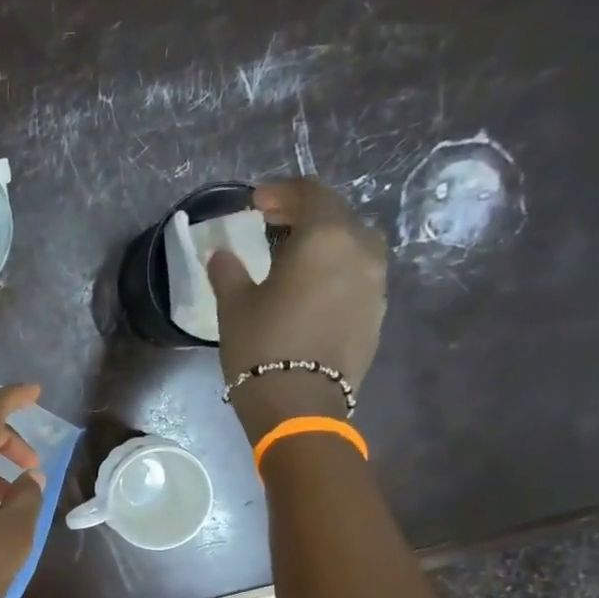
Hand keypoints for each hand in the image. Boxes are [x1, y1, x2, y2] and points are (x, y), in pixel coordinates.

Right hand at [209, 179, 388, 444]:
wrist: (300, 405)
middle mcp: (361, 252)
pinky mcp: (377, 315)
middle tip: (274, 224)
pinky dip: (336, 273)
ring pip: (354, 247)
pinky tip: (312, 291)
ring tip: (295, 258)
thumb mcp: (234, 305)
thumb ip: (229, 271)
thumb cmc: (262, 346)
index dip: (282, 192)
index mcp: (326, 237)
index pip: (311, 194)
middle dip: (305, 214)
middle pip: (338, 216)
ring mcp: (375, 285)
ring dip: (326, 243)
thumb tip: (221, 254)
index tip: (256, 202)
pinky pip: (358, 278)